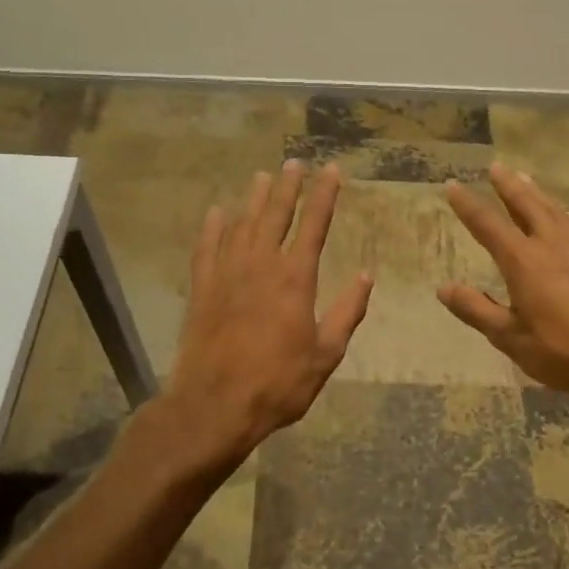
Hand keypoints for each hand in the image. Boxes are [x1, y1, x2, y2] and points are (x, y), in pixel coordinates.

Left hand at [160, 161, 372, 471]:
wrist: (216, 405)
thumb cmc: (279, 383)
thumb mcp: (326, 354)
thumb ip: (347, 312)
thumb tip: (366, 275)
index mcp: (295, 279)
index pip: (314, 225)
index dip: (324, 195)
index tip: (331, 171)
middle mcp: (260, 265)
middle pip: (275, 215)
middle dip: (287, 187)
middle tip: (294, 163)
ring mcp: (226, 275)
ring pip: (241, 224)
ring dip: (253, 199)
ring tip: (262, 177)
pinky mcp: (202, 289)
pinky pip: (207, 248)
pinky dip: (212, 227)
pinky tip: (216, 212)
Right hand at [438, 163, 568, 419]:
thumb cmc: (563, 352)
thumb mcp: (510, 337)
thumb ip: (476, 309)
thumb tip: (443, 288)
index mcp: (523, 261)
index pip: (488, 225)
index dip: (468, 205)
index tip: (453, 185)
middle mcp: (552, 244)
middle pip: (527, 205)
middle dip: (508, 186)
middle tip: (496, 167)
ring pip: (555, 210)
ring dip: (537, 193)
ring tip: (525, 179)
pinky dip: (566, 213)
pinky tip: (568, 214)